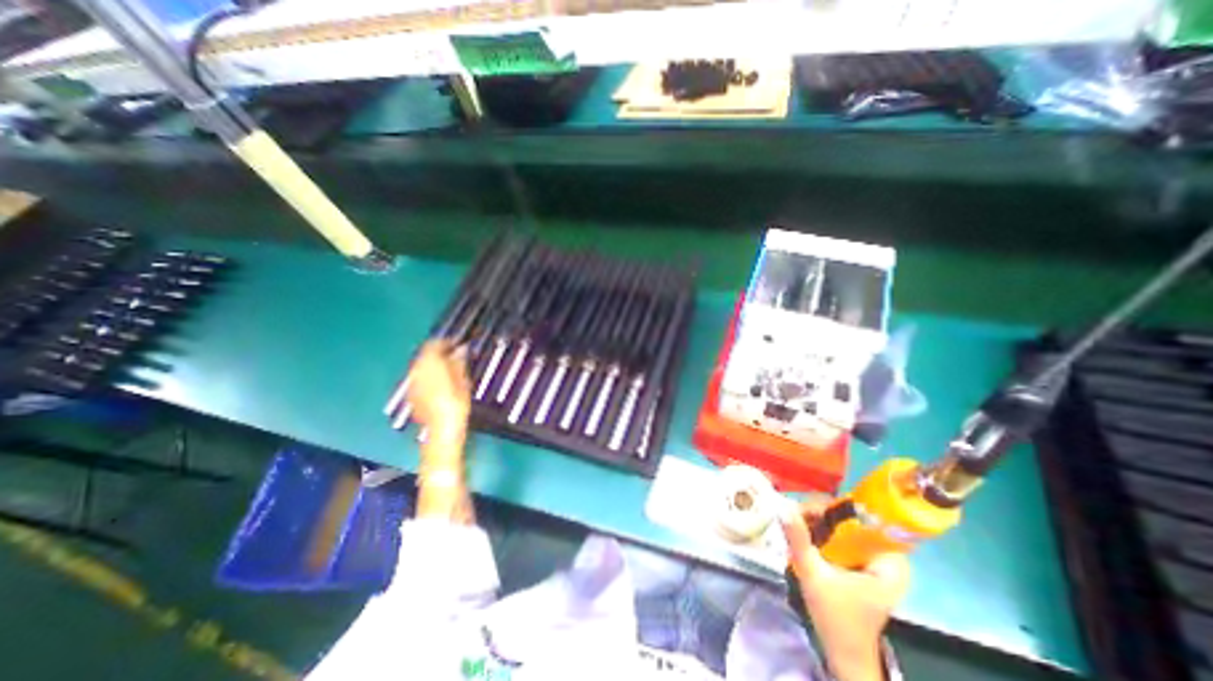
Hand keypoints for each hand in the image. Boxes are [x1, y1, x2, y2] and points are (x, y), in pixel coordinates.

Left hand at [401, 344, 467, 453]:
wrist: (442, 428)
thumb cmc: (456, 402)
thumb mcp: (463, 379)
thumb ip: (459, 361)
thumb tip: (461, 350)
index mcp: (429, 362)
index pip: (434, 343)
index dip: (446, 341)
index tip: (457, 343)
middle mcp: (416, 369)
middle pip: (425, 353)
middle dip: (438, 352)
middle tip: (454, 355)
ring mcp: (411, 382)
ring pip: (421, 365)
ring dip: (433, 363)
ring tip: (448, 368)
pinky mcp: (411, 393)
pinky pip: (419, 377)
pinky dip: (428, 375)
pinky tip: (439, 381)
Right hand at [781, 494, 903, 680]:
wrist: (844, 654)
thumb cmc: (835, 618)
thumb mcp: (813, 574)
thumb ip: (799, 538)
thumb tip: (782, 505)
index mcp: (889, 561)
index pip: (859, 515)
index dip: (828, 507)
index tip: (801, 510)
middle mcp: (888, 555)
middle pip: (849, 517)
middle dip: (818, 513)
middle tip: (792, 517)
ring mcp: (877, 559)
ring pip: (843, 524)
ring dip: (817, 521)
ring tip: (794, 524)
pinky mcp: (864, 562)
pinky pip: (842, 535)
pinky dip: (822, 531)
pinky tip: (805, 534)